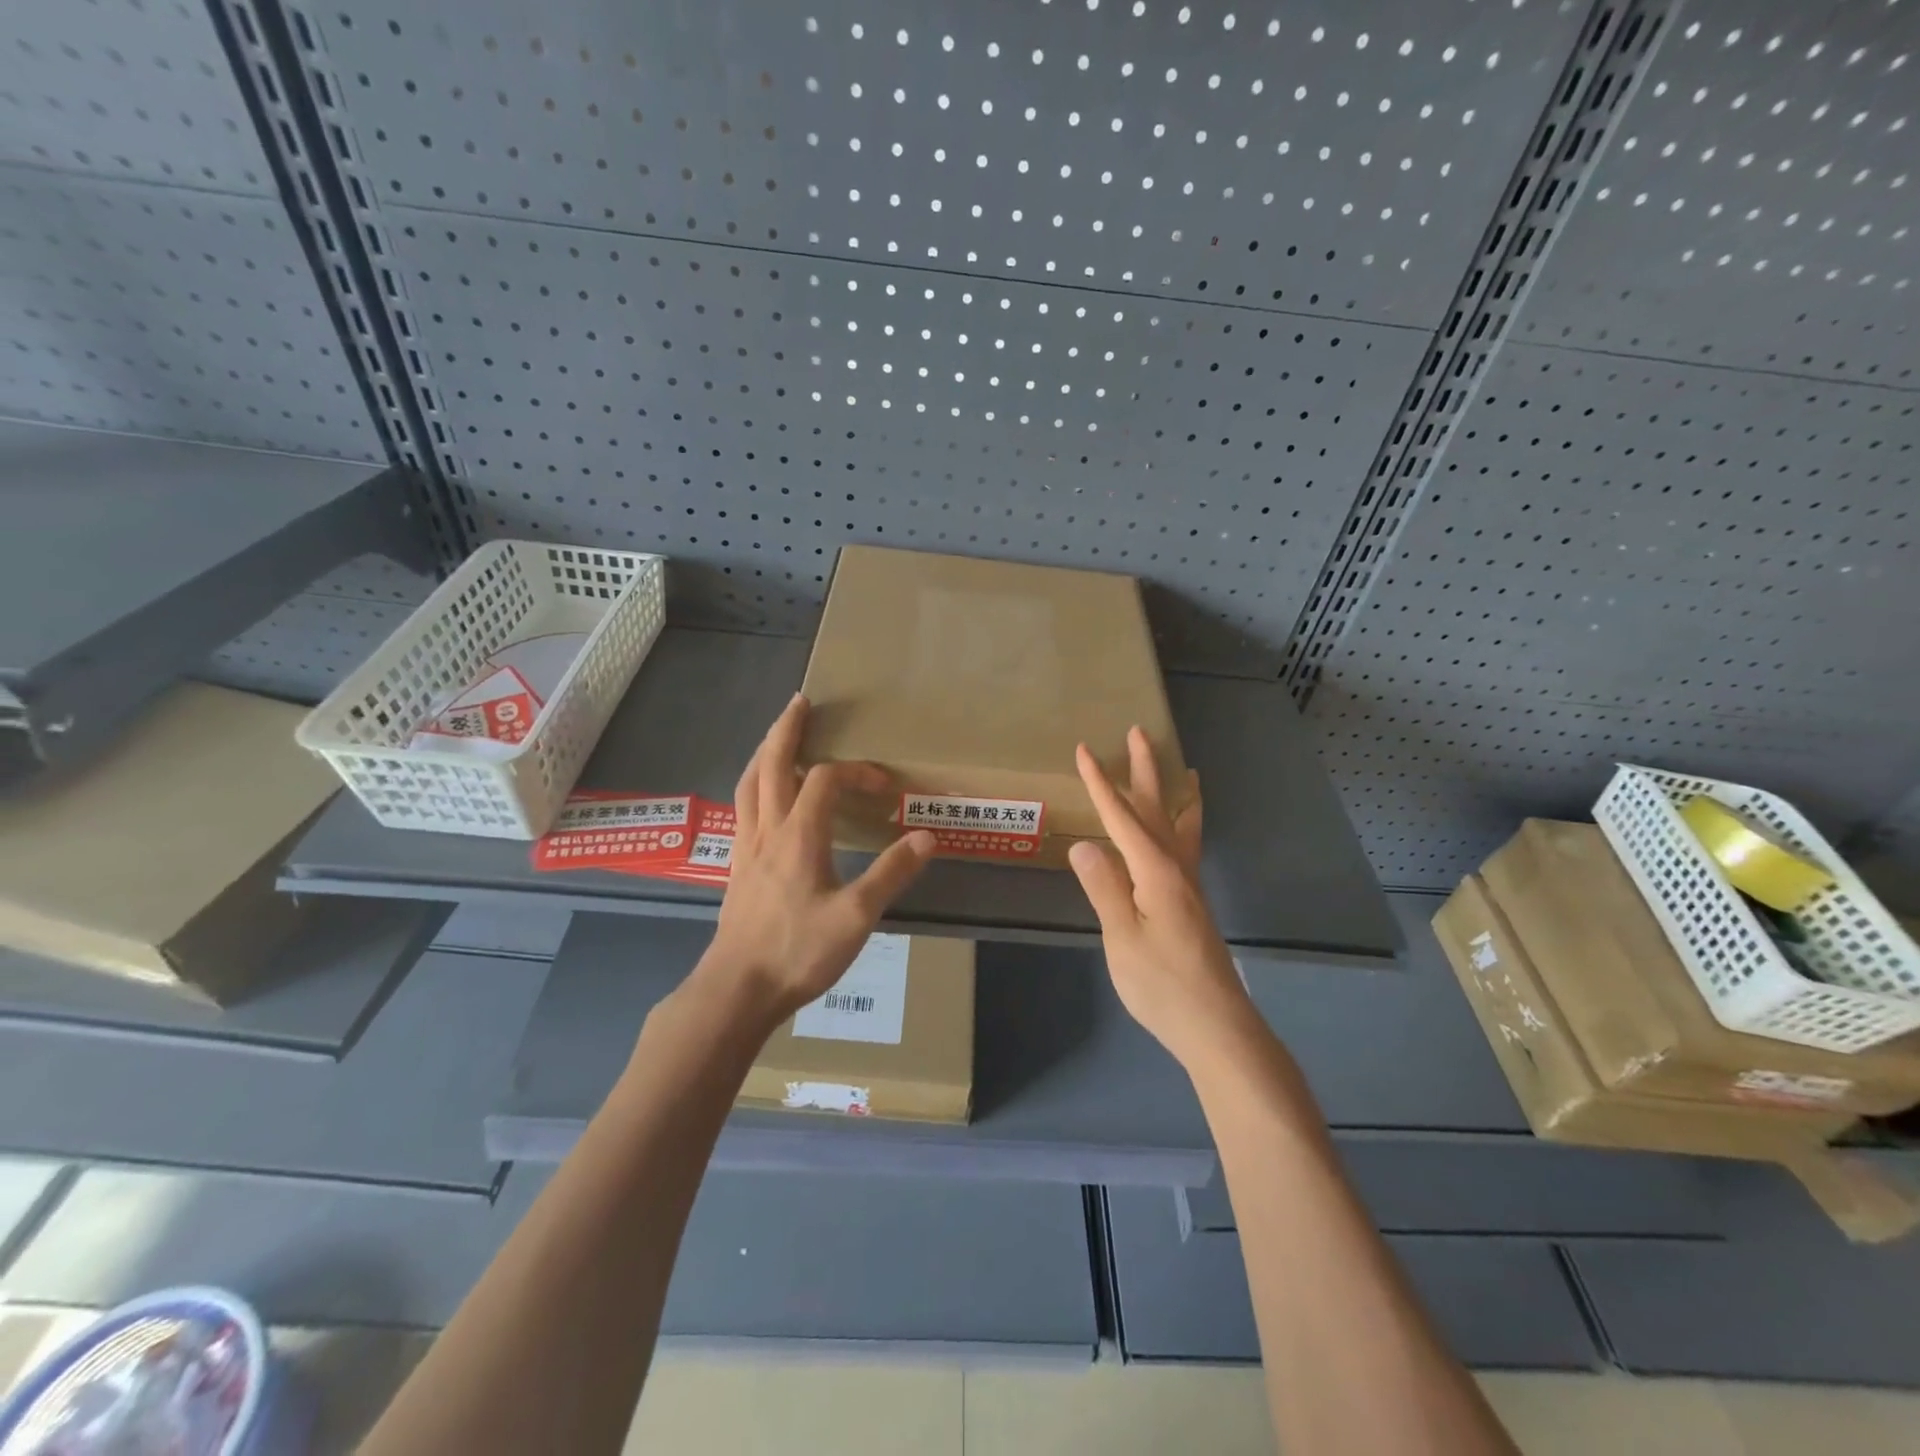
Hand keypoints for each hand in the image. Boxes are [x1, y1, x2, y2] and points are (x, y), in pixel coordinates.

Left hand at [701, 694, 935, 1024]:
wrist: (737, 989)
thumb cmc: (797, 951)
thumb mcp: (855, 916)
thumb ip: (891, 874)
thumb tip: (927, 837)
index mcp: (799, 835)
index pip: (825, 780)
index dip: (855, 772)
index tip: (884, 785)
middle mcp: (768, 831)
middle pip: (771, 765)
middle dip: (786, 730)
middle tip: (799, 702)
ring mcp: (746, 848)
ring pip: (749, 785)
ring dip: (763, 753)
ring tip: (775, 736)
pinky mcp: (736, 868)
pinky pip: (742, 810)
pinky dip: (752, 786)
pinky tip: (759, 797)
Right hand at [1068, 727, 1255, 1068]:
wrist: (1216, 1026)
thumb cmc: (1163, 984)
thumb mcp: (1122, 938)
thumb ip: (1105, 888)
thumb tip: (1084, 844)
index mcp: (1155, 872)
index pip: (1121, 818)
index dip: (1100, 784)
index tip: (1084, 750)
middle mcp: (1176, 869)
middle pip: (1157, 809)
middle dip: (1145, 770)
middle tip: (1138, 734)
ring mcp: (1188, 886)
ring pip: (1179, 825)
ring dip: (1173, 793)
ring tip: (1184, 770)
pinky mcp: (1191, 903)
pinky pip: (1187, 846)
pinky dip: (1185, 823)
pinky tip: (1182, 831)